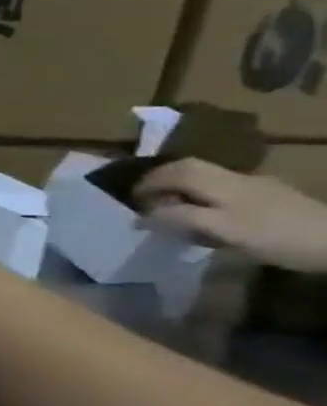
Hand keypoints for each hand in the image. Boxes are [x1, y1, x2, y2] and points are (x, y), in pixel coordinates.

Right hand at [134, 159, 326, 272]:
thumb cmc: (276, 236)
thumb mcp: (221, 229)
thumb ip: (179, 218)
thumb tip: (141, 215)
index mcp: (220, 182)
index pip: (172, 171)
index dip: (146, 183)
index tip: (129, 202)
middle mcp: (235, 178)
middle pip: (189, 169)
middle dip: (161, 182)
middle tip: (145, 202)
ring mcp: (257, 187)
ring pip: (206, 179)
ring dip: (182, 190)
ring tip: (171, 211)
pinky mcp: (271, 198)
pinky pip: (223, 191)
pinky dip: (203, 198)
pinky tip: (207, 217)